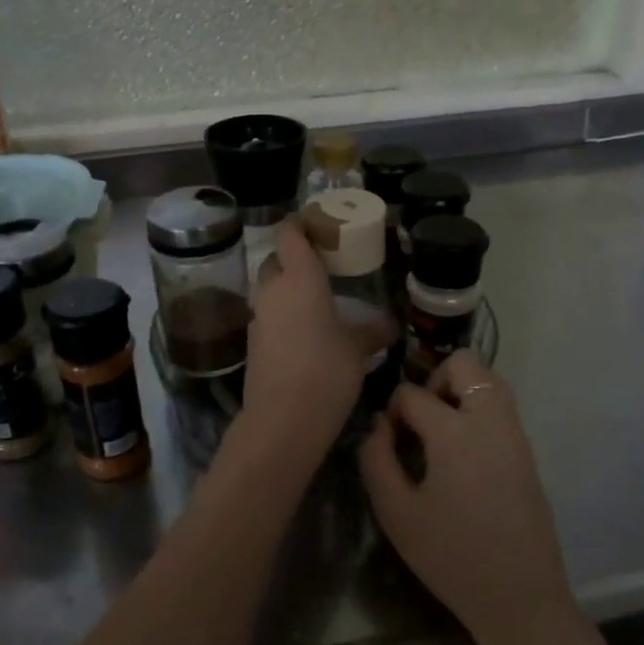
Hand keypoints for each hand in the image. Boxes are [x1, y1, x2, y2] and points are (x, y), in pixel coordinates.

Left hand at [241, 221, 361, 449]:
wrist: (283, 420)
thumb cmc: (327, 370)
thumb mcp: (358, 349)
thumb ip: (373, 331)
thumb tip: (391, 325)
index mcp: (299, 278)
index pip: (289, 233)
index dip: (301, 224)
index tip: (319, 227)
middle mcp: (273, 290)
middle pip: (276, 260)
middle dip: (294, 259)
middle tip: (322, 268)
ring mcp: (258, 317)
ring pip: (269, 289)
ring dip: (286, 289)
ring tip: (315, 302)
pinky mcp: (252, 343)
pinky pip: (267, 316)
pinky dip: (282, 316)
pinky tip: (304, 333)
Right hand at [359, 351, 577, 644]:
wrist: (520, 597)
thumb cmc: (450, 557)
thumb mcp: (397, 513)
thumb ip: (376, 459)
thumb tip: (378, 425)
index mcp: (454, 433)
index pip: (413, 394)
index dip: (393, 410)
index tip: (388, 440)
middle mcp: (490, 420)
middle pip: (465, 363)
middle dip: (434, 380)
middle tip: (420, 421)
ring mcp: (515, 434)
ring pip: (489, 379)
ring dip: (460, 391)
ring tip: (440, 432)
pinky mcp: (527, 451)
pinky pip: (501, 407)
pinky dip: (478, 409)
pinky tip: (461, 452)